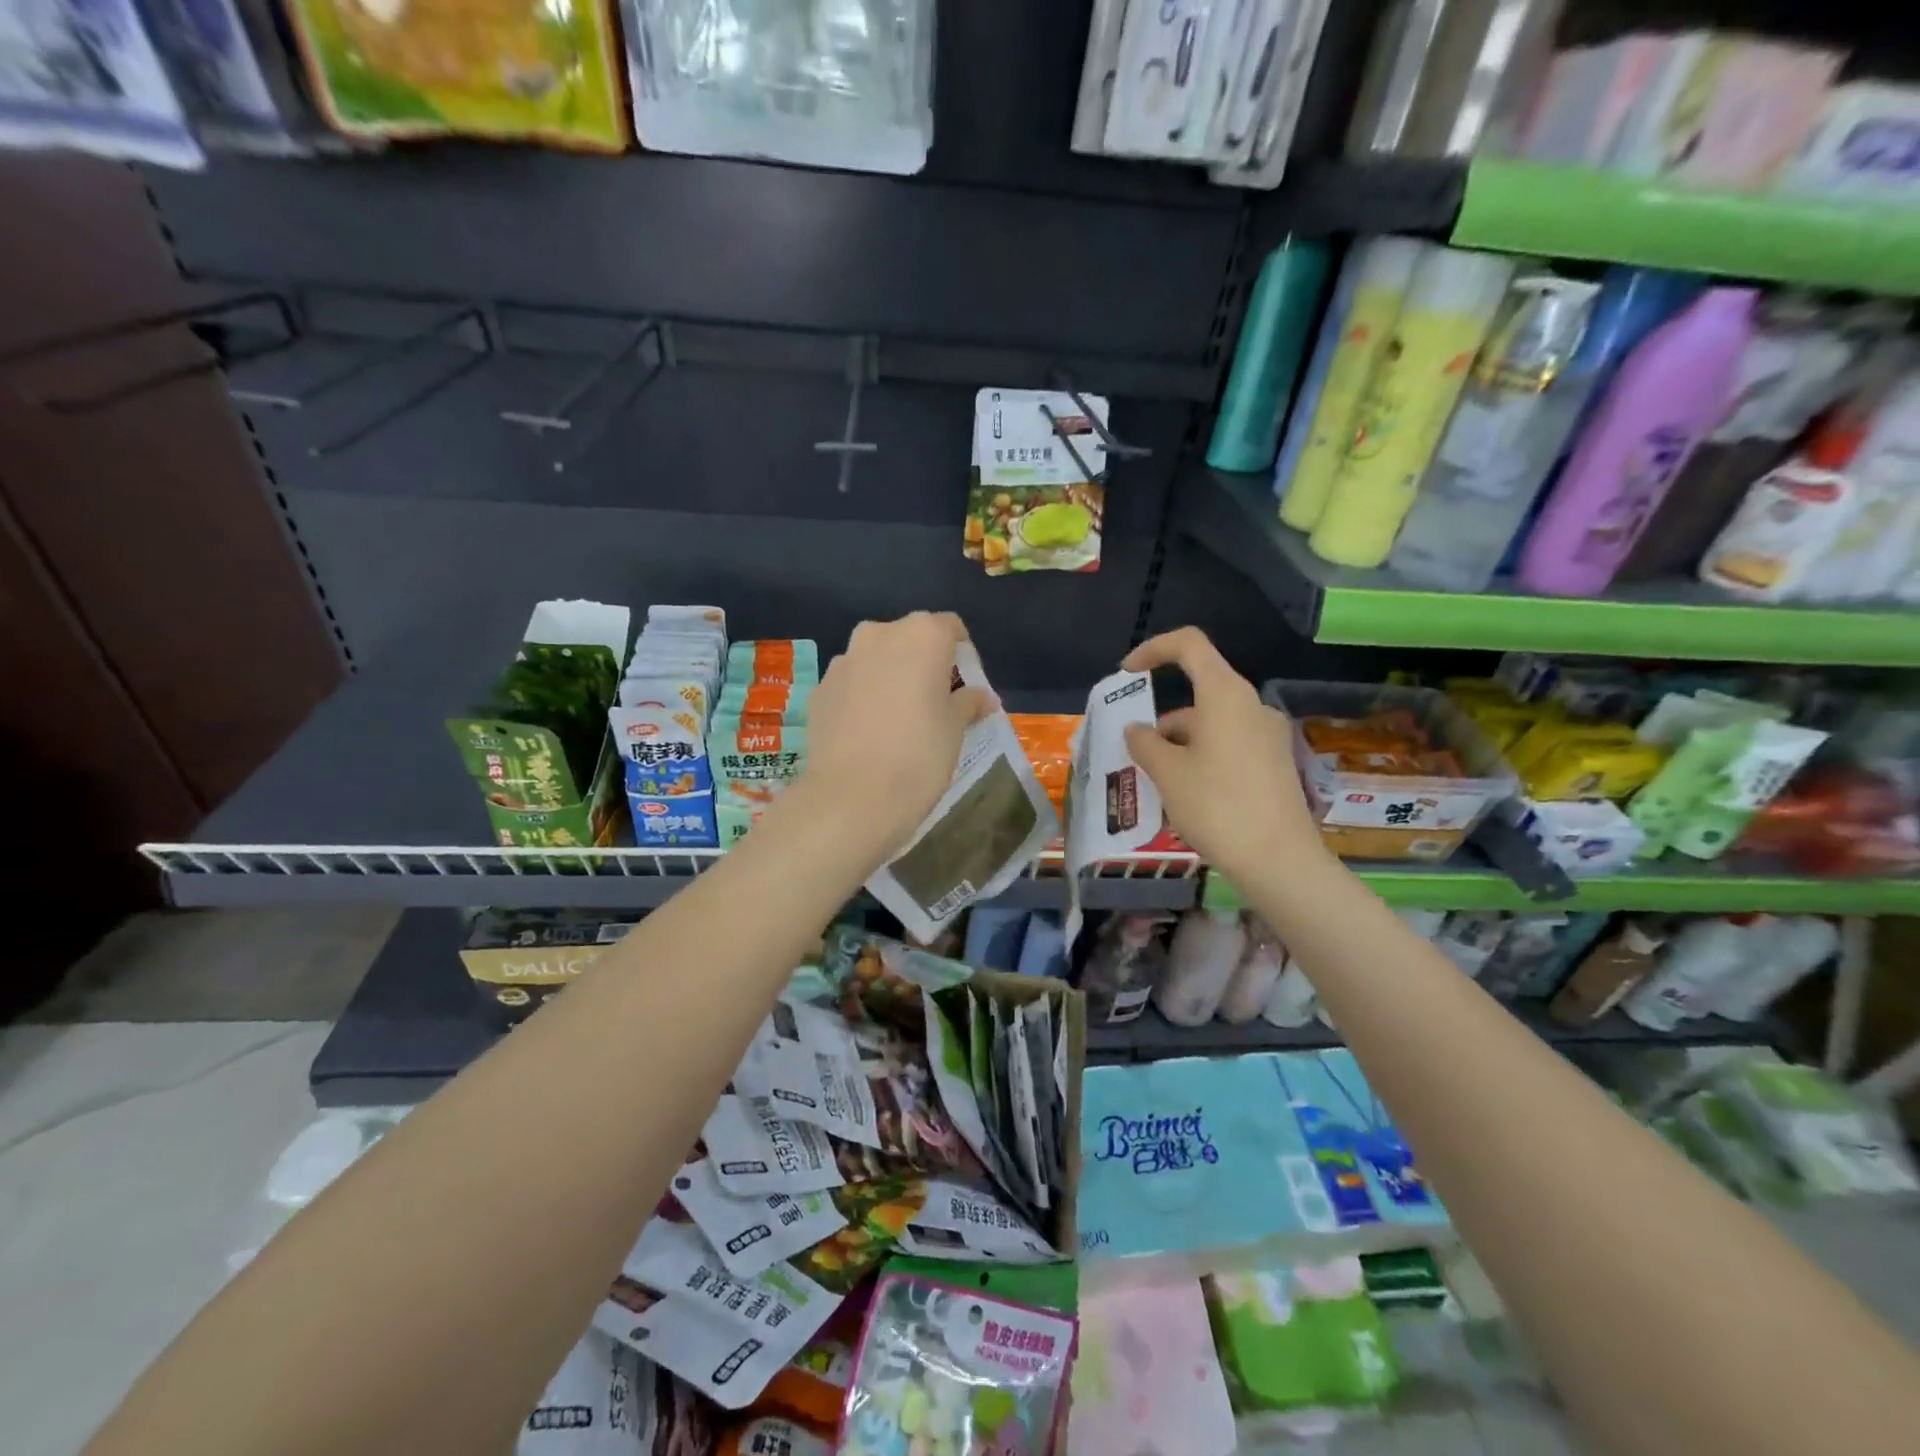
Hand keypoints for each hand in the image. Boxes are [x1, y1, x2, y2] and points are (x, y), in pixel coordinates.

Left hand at [795, 612, 992, 866]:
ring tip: (898, 721)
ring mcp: (843, 661)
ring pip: (876, 660)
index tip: (965, 688)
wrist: (851, 797)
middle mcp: (879, 635)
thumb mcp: (955, 729)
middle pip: (910, 639)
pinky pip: (851, 685)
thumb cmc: (919, 755)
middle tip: (934, 703)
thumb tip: (981, 697)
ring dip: (890, 678)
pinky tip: (868, 735)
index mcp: (921, 635)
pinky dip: (862, 698)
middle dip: (923, 664)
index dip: (962, 656)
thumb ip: (968, 703)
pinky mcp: (819, 689)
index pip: (950, 628)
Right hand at [1120, 627, 1326, 879]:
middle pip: (1199, 693)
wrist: (1279, 860)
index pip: (1189, 645)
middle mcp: (1251, 706)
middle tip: (1135, 756)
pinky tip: (1187, 796)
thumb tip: (1136, 730)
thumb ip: (1145, 743)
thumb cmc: (1217, 806)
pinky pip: (1229, 746)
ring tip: (1157, 785)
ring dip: (1179, 745)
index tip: (1127, 674)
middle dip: (1162, 721)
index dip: (1153, 650)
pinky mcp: (1275, 763)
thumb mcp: (1167, 773)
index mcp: (1225, 695)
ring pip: (1212, 725)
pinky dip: (1201, 758)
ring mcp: (1268, 735)